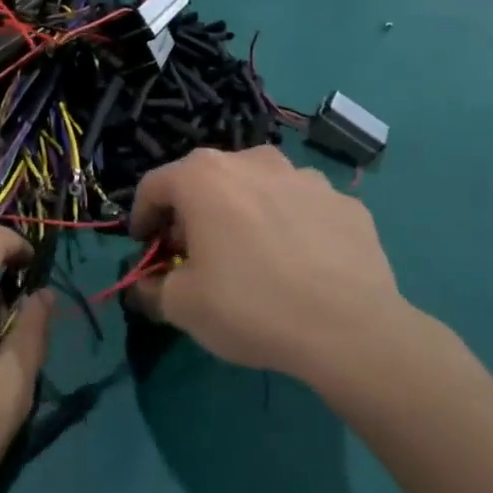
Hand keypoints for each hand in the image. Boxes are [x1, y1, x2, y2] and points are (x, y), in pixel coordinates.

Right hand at [128, 147, 422, 396]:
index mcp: (203, 177)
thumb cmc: (250, 307)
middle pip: (206, 179)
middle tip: (195, 251)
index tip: (146, 246)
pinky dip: (290, 225)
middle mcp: (252, 162)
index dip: (142, 216)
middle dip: (192, 212)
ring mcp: (306, 177)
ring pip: (258, 187)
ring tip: (252, 254)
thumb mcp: (181, 306)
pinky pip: (302, 207)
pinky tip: (299, 264)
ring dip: (244, 211)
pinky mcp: (346, 202)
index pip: (154, 185)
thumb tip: (148, 283)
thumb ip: (152, 287)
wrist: (351, 330)